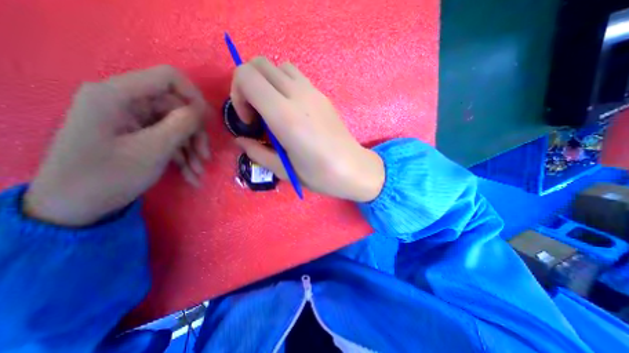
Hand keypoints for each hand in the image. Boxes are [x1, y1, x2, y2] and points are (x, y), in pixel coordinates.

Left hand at [22, 65, 209, 227]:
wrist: (76, 207)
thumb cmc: (110, 176)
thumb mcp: (154, 149)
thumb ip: (182, 124)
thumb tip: (203, 110)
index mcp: (118, 95)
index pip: (169, 78)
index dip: (194, 97)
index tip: (208, 122)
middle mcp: (125, 102)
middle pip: (177, 108)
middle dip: (195, 135)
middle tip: (205, 158)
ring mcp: (132, 120)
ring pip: (177, 126)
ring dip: (192, 150)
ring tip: (198, 173)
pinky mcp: (137, 135)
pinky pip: (169, 139)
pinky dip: (183, 157)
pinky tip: (190, 176)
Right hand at [231, 56, 382, 201]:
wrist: (353, 168)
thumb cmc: (319, 175)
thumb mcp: (283, 170)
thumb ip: (257, 153)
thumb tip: (240, 140)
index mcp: (285, 116)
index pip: (247, 76)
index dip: (238, 94)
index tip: (249, 120)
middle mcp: (299, 96)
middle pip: (260, 64)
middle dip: (248, 85)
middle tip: (256, 114)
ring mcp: (314, 92)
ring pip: (279, 67)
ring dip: (267, 83)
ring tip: (273, 110)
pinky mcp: (323, 95)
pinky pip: (296, 77)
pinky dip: (284, 85)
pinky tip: (291, 110)